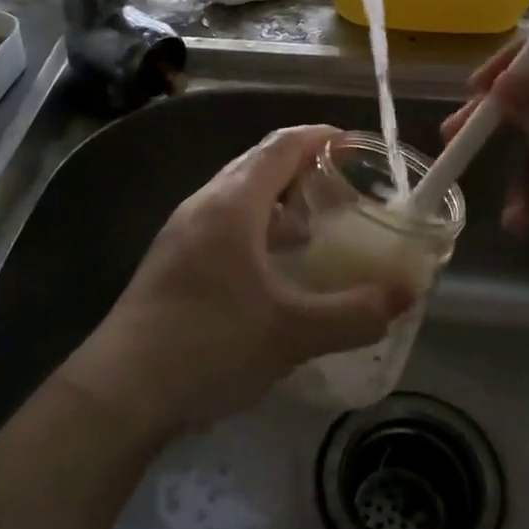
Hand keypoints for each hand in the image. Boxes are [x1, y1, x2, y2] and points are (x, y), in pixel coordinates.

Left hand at [62, 125, 413, 438]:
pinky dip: (256, 228)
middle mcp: (205, 204)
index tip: (354, 144)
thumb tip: (407, 294)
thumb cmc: (209, 345)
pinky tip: (272, 269)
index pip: (282, 146)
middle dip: (302, 167)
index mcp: (233, 204)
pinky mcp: (171, 260)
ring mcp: (182, 232)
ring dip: (278, 201)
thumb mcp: (292, 332)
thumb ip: (355, 312)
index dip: (320, 137)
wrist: (120, 391)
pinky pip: (223, 224)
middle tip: (343, 187)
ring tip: (314, 228)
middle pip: (258, 164)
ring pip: (238, 196)